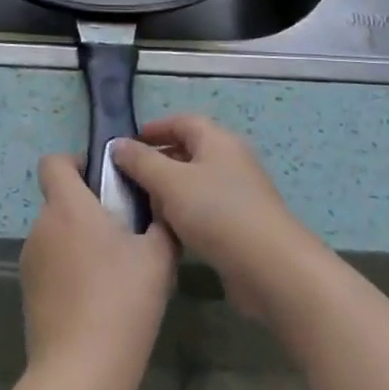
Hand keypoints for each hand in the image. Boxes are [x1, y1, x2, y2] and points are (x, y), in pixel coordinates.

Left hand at [19, 154, 176, 389]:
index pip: (54, 162)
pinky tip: (97, 301)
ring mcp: (30, 261)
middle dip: (89, 208)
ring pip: (58, 234)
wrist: (80, 374)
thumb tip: (160, 209)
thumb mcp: (157, 258)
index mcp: (68, 206)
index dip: (77, 162)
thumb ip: (160, 224)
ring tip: (115, 272)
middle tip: (125, 233)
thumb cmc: (121, 303)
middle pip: (61, 200)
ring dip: (80, 241)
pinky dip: (70, 270)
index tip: (106, 181)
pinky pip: (52, 264)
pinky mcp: (28, 292)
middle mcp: (42, 226)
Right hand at [111, 115, 324, 321]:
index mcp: (217, 140)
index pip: (182, 121)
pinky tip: (167, 232)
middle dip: (157, 161)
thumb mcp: (170, 182)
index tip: (126, 144)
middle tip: (127, 178)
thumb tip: (118, 144)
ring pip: (195, 183)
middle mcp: (230, 160)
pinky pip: (205, 209)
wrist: (270, 268)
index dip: (154, 129)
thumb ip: (141, 161)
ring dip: (168, 191)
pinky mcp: (241, 224)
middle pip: (189, 151)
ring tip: (141, 207)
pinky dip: (184, 214)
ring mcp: (239, 193)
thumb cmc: (217, 212)